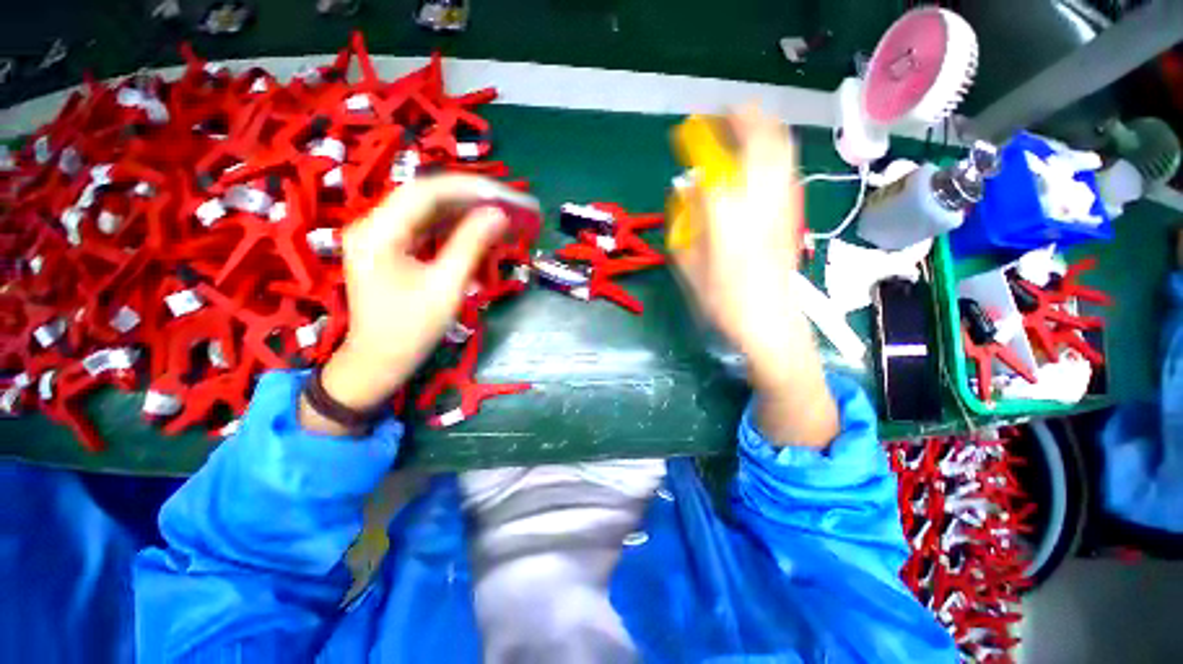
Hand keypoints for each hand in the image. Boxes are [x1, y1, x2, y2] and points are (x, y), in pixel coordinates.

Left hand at [302, 175, 508, 434]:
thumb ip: (471, 246)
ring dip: (465, 213)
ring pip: (428, 211)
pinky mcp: (391, 247)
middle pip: (427, 197)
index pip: (426, 192)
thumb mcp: (446, 288)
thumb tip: (499, 215)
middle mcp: (373, 224)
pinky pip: (426, 228)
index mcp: (377, 232)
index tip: (505, 195)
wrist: (379, 360)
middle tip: (508, 204)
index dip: (468, 189)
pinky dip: (454, 229)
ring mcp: (380, 235)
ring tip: (499, 216)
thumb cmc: (411, 331)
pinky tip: (478, 232)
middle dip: (470, 199)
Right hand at [672, 106, 837, 445]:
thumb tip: (687, 193)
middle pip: (762, 144)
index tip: (687, 134)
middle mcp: (760, 203)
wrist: (771, 323)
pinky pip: (789, 171)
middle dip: (745, 119)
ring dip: (766, 129)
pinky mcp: (794, 215)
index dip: (701, 143)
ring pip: (783, 152)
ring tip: (748, 121)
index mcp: (728, 219)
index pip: (716, 166)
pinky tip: (766, 156)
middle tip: (727, 112)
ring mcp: (784, 206)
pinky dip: (778, 152)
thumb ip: (685, 226)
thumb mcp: (690, 268)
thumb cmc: (723, 301)